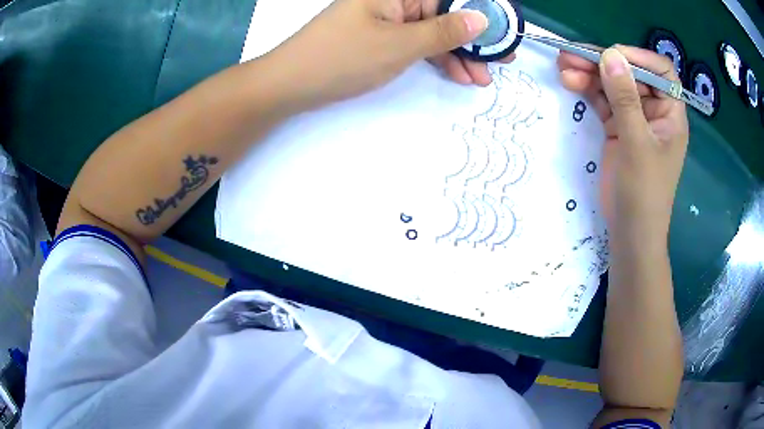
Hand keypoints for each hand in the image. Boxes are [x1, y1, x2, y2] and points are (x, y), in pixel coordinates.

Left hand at [263, 0, 515, 110]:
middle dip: (472, 40)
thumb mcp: (400, 44)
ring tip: (480, 78)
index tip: (504, 36)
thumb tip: (480, 19)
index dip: (481, 16)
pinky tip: (455, 74)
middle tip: (499, 63)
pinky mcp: (380, 37)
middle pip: (443, 14)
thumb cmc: (342, 57)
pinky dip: (435, 59)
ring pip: (432, 31)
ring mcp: (386, 18)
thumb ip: (443, 31)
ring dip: (457, 54)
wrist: (291, 83)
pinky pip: (416, 43)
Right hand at [558, 46, 688, 245]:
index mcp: (670, 113)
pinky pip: (603, 100)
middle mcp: (654, 111)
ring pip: (613, 85)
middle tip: (572, 56)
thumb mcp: (636, 143)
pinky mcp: (618, 128)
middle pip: (631, 74)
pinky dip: (588, 90)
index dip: (639, 58)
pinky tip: (571, 82)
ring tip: (564, 67)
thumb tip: (610, 54)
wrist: (630, 232)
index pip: (661, 72)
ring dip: (590, 73)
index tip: (611, 55)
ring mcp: (635, 118)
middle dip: (603, 63)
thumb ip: (625, 98)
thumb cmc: (644, 192)